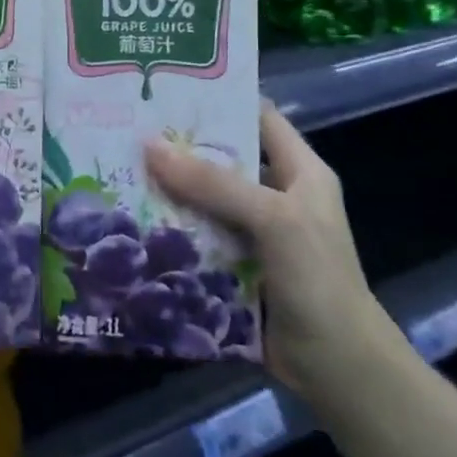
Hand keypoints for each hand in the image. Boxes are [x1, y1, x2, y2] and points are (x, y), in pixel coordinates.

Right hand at [145, 101, 393, 394]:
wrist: (339, 369)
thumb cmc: (318, 279)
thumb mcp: (272, 218)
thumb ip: (213, 183)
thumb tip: (148, 145)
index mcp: (298, 171)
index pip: (258, 115)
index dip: (219, 98)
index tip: (167, 86)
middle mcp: (275, 194)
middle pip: (221, 158)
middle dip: (178, 146)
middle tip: (126, 128)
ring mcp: (254, 233)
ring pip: (202, 199)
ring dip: (167, 190)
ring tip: (117, 168)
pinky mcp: (234, 266)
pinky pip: (196, 237)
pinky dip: (169, 230)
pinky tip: (130, 220)